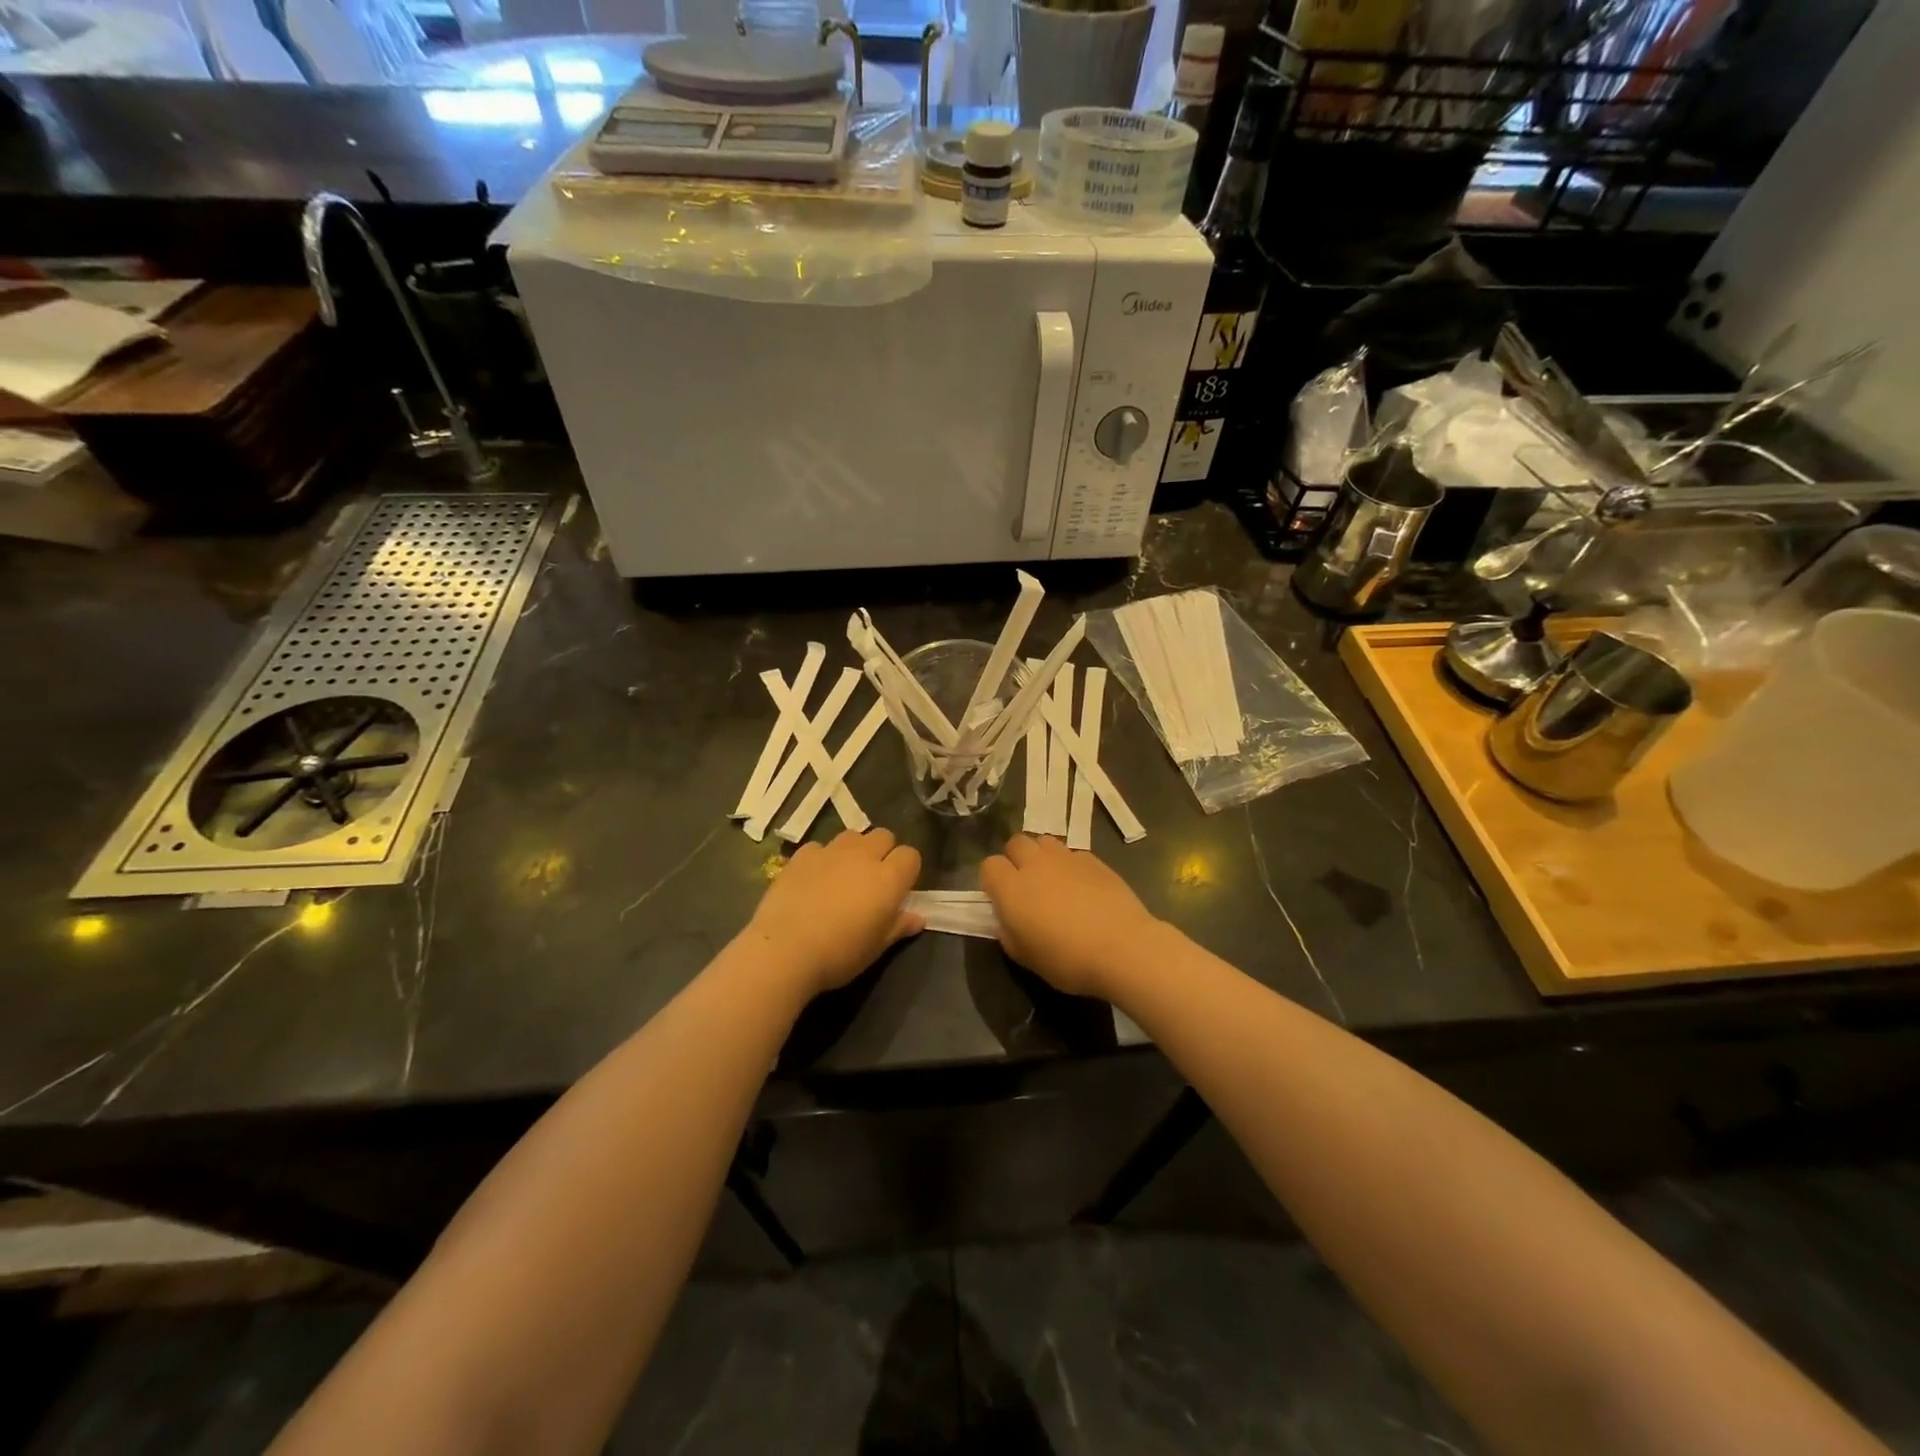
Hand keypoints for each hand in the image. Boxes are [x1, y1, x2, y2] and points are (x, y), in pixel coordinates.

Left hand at [746, 829, 922, 997]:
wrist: (784, 950)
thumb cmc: (840, 954)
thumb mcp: (876, 947)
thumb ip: (899, 926)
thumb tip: (918, 918)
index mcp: (889, 878)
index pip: (910, 855)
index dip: (907, 870)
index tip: (898, 890)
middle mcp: (863, 856)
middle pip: (884, 836)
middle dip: (883, 852)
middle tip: (872, 880)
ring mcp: (831, 851)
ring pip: (853, 836)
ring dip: (854, 850)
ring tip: (843, 875)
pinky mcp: (802, 855)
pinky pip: (820, 847)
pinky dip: (822, 858)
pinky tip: (813, 879)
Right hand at [979, 834, 1166, 999]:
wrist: (1122, 948)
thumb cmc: (1067, 960)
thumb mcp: (1026, 958)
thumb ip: (1008, 934)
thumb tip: (1005, 920)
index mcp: (1011, 888)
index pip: (989, 866)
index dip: (993, 880)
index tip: (1002, 899)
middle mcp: (1035, 864)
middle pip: (1016, 843)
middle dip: (1016, 859)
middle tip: (1027, 885)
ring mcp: (1066, 858)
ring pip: (1044, 841)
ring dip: (1042, 856)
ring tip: (1053, 880)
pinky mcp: (1093, 859)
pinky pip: (1072, 853)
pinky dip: (1070, 865)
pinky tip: (1082, 887)